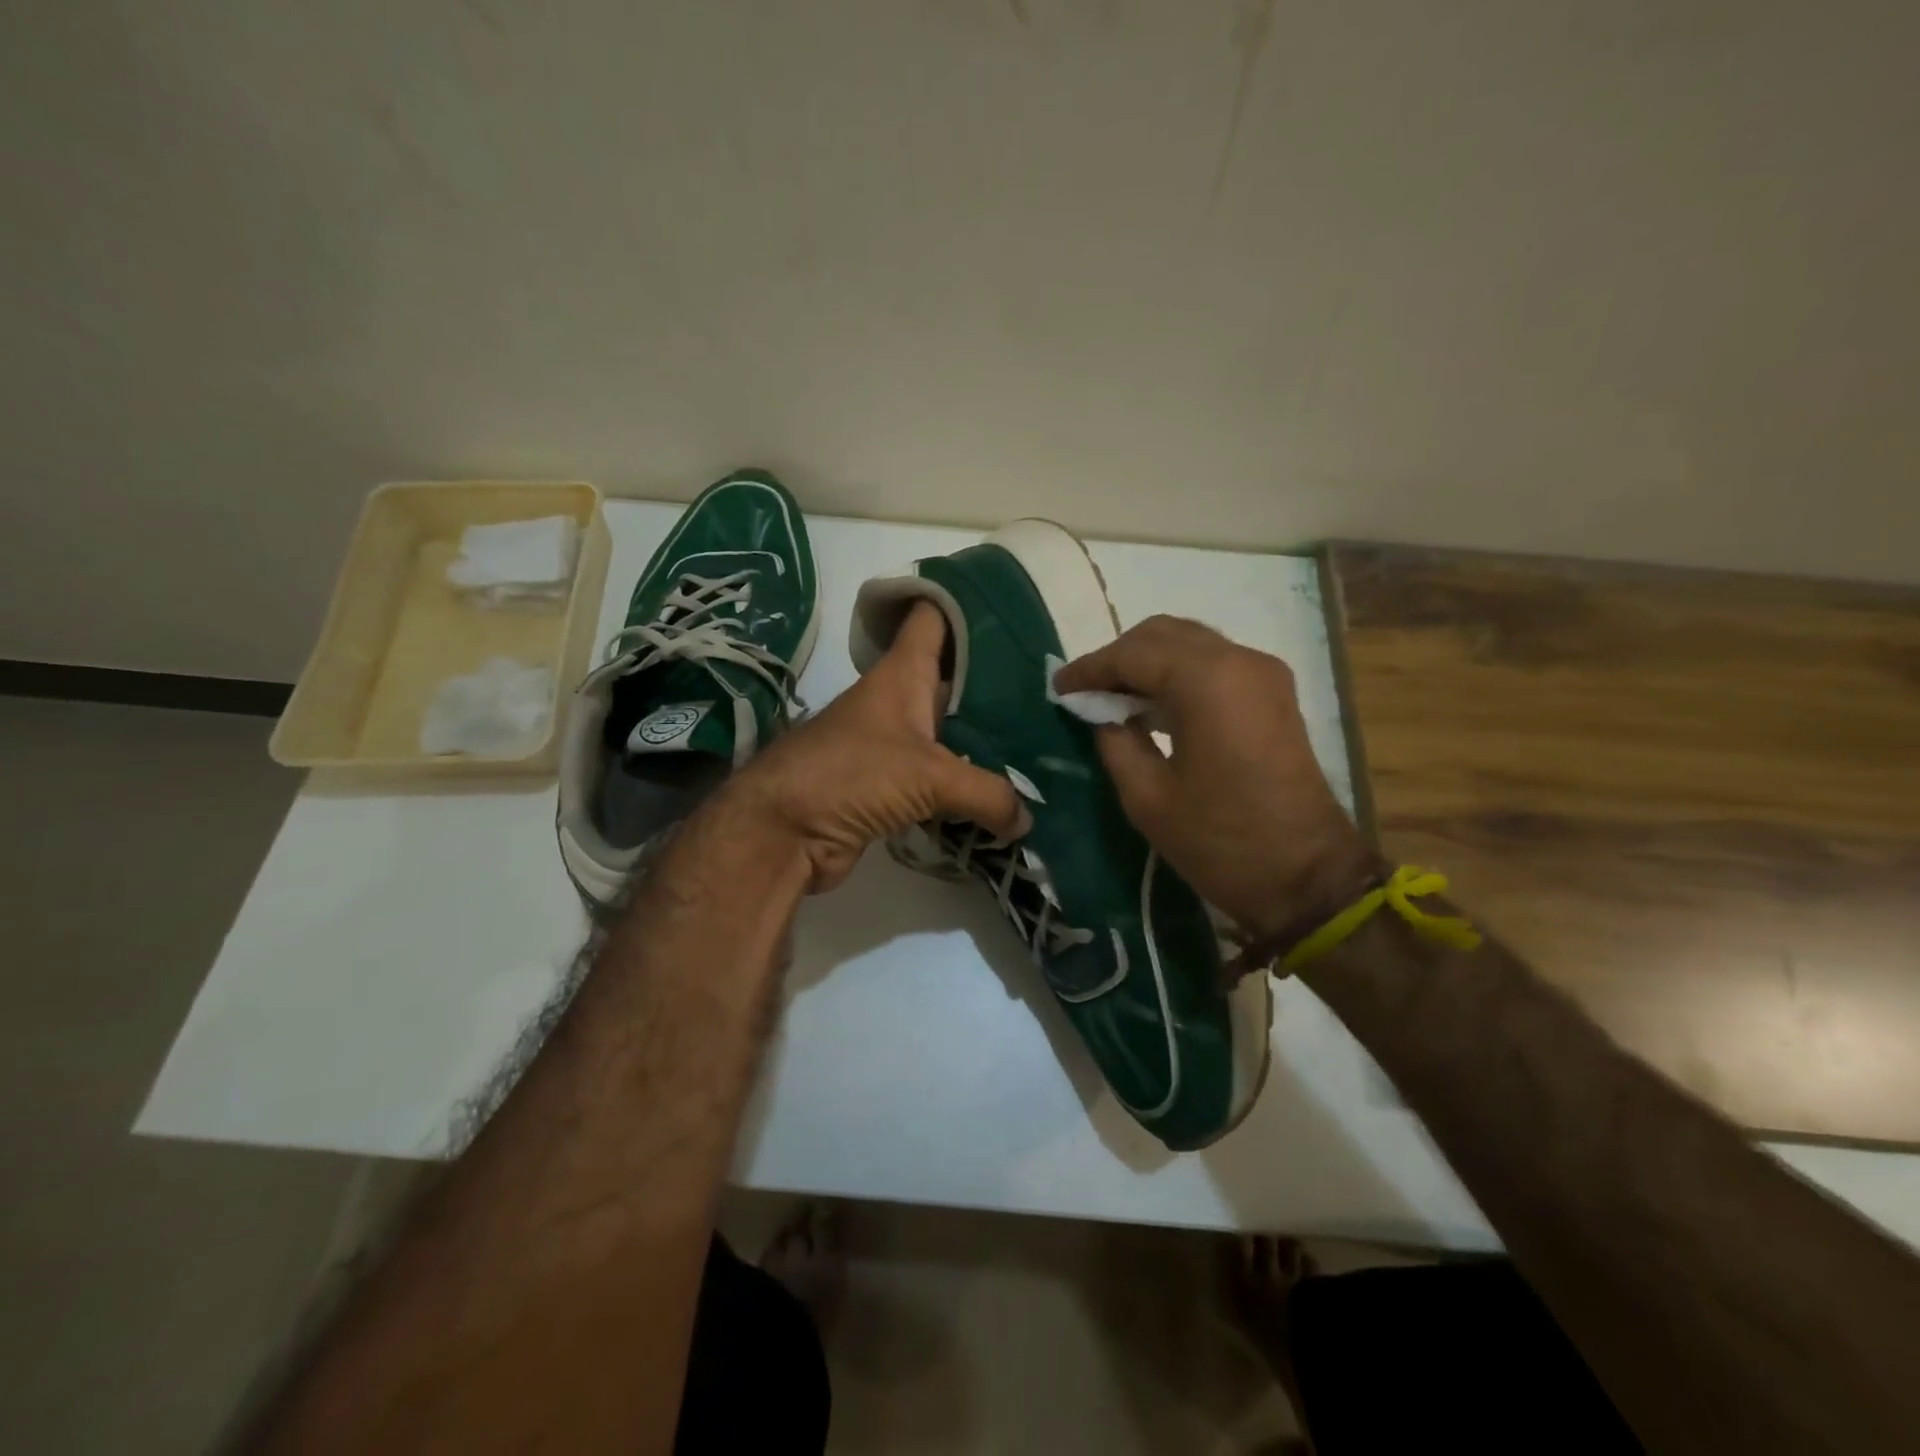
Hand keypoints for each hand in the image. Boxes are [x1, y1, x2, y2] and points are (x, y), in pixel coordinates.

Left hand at [720, 602, 1030, 892]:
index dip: (964, 602)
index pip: (932, 618)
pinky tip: (1005, 794)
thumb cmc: (850, 775)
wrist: (782, 832)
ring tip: (1040, 744)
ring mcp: (893, 746)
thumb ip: (986, 792)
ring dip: (987, 741)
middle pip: (953, 680)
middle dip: (996, 684)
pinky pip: (940, 779)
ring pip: (950, 733)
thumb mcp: (928, 775)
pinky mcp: (890, 788)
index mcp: (901, 674)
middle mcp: (898, 703)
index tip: (1010, 604)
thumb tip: (1026, 820)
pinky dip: (968, 786)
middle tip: (1049, 692)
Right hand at [1054, 615, 1379, 940]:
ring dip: (1147, 662)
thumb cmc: (1221, 842)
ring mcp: (1263, 673)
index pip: (1132, 654)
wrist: (1308, 877)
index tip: (1058, 687)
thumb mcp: (1147, 797)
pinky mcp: (1273, 692)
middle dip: (1118, 657)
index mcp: (1206, 682)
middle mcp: (1239, 661)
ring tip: (1113, 699)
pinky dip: (1177, 672)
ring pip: (1189, 642)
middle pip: (1162, 634)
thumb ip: (1115, 741)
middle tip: (1086, 693)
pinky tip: (1153, 705)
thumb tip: (1100, 713)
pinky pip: (1213, 662)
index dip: (1089, 669)